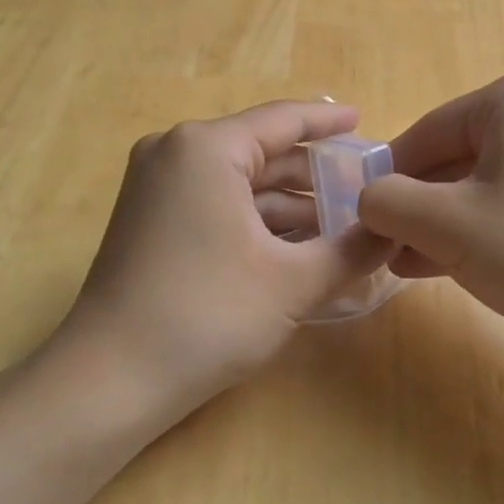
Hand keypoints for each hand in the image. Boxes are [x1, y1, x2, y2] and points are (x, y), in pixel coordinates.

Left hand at [56, 101, 394, 416]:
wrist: (108, 383)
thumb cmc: (207, 316)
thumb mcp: (294, 282)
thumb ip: (354, 250)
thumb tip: (395, 230)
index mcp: (207, 148)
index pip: (283, 119)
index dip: (329, 122)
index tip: (365, 122)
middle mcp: (176, 153)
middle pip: (262, 151)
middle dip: (315, 174)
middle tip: (367, 190)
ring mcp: (157, 187)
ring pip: (241, 182)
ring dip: (289, 204)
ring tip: (343, 226)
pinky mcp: (150, 220)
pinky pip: (217, 203)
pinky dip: (257, 220)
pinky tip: (297, 247)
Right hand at [359, 64, 503, 356]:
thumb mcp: (450, 226)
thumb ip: (389, 202)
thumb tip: (368, 199)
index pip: (428, 132)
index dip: (388, 179)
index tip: (360, 221)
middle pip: (457, 155)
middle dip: (419, 205)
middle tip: (385, 250)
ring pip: (486, 180)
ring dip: (445, 221)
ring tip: (409, 263)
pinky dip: (483, 225)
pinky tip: (451, 263)